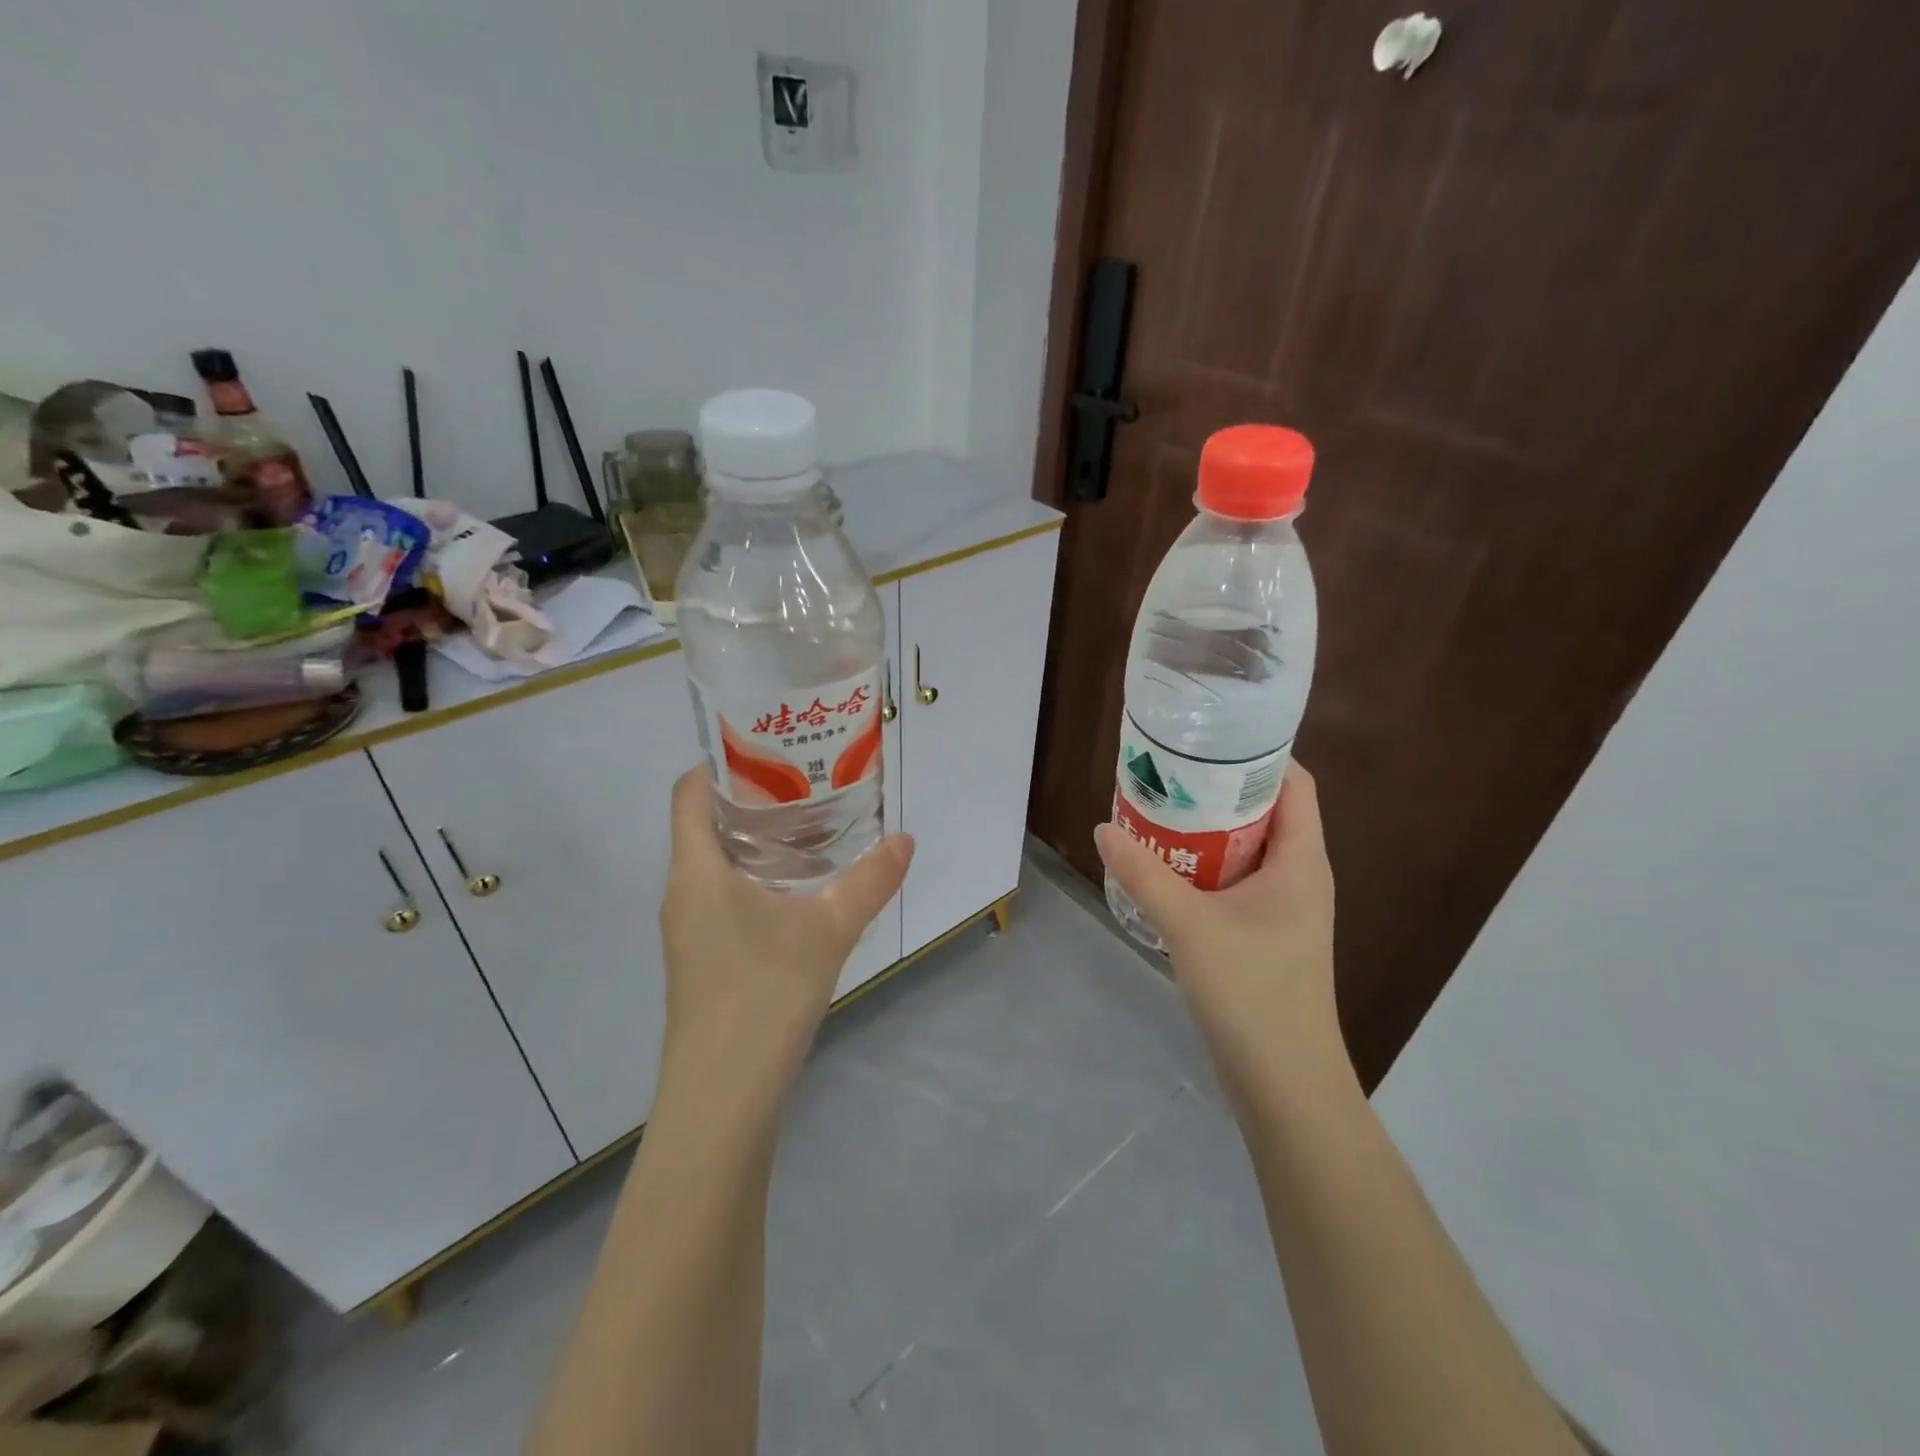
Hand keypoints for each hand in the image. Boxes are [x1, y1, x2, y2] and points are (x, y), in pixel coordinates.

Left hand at [659, 768, 913, 1108]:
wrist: (722, 1096)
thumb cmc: (763, 993)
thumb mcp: (829, 928)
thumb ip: (870, 880)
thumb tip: (907, 839)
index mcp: (696, 870)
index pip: (688, 792)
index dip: (719, 761)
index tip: (768, 745)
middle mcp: (683, 891)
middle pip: (703, 823)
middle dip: (750, 797)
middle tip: (805, 779)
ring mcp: (689, 929)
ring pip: (716, 862)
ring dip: (756, 840)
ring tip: (810, 824)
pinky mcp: (703, 957)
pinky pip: (723, 895)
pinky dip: (756, 876)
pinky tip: (799, 888)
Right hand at [1095, 762, 1346, 1105]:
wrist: (1283, 1083)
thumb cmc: (1252, 993)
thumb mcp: (1190, 926)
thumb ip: (1144, 874)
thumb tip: (1103, 828)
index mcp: (1301, 860)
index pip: (1294, 783)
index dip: (1258, 754)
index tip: (1207, 738)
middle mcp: (1298, 875)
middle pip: (1265, 811)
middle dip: (1218, 789)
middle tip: (1167, 772)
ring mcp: (1282, 908)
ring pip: (1246, 848)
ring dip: (1206, 829)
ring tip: (1157, 809)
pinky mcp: (1263, 934)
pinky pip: (1234, 880)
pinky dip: (1203, 864)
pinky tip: (1163, 866)